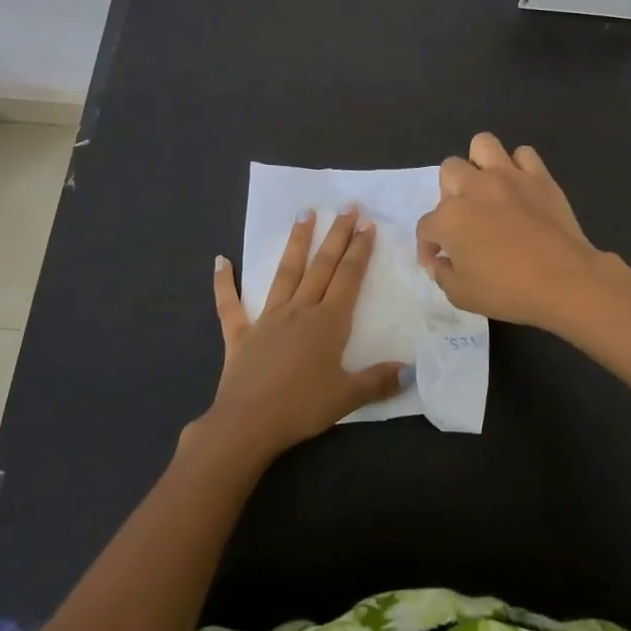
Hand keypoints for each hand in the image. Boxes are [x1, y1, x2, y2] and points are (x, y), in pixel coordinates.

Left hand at [192, 208, 402, 466]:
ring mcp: (267, 319)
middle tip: (346, 206)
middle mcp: (300, 310)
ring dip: (296, 242)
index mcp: (328, 322)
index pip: (348, 278)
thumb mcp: (347, 397)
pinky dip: (224, 283)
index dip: (359, 250)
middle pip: (322, 266)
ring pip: (285, 273)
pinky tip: (220, 260)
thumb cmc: (302, 408)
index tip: (367, 224)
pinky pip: (230, 305)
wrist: (248, 423)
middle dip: (336, 235)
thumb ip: (378, 381)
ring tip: (304, 213)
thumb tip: (410, 370)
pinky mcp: (240, 334)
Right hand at [415, 132, 606, 331]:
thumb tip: (440, 262)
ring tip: (487, 188)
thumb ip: (442, 274)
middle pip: (449, 171)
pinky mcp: (539, 177)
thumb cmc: (508, 291)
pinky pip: (524, 154)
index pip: (426, 226)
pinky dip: (519, 167)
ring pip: (482, 145)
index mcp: (450, 217)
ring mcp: (508, 177)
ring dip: (479, 164)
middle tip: (464, 219)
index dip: (428, 246)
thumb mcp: (461, 295)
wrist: (565, 281)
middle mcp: (474, 188)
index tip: (438, 261)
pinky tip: (520, 188)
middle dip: (449, 193)